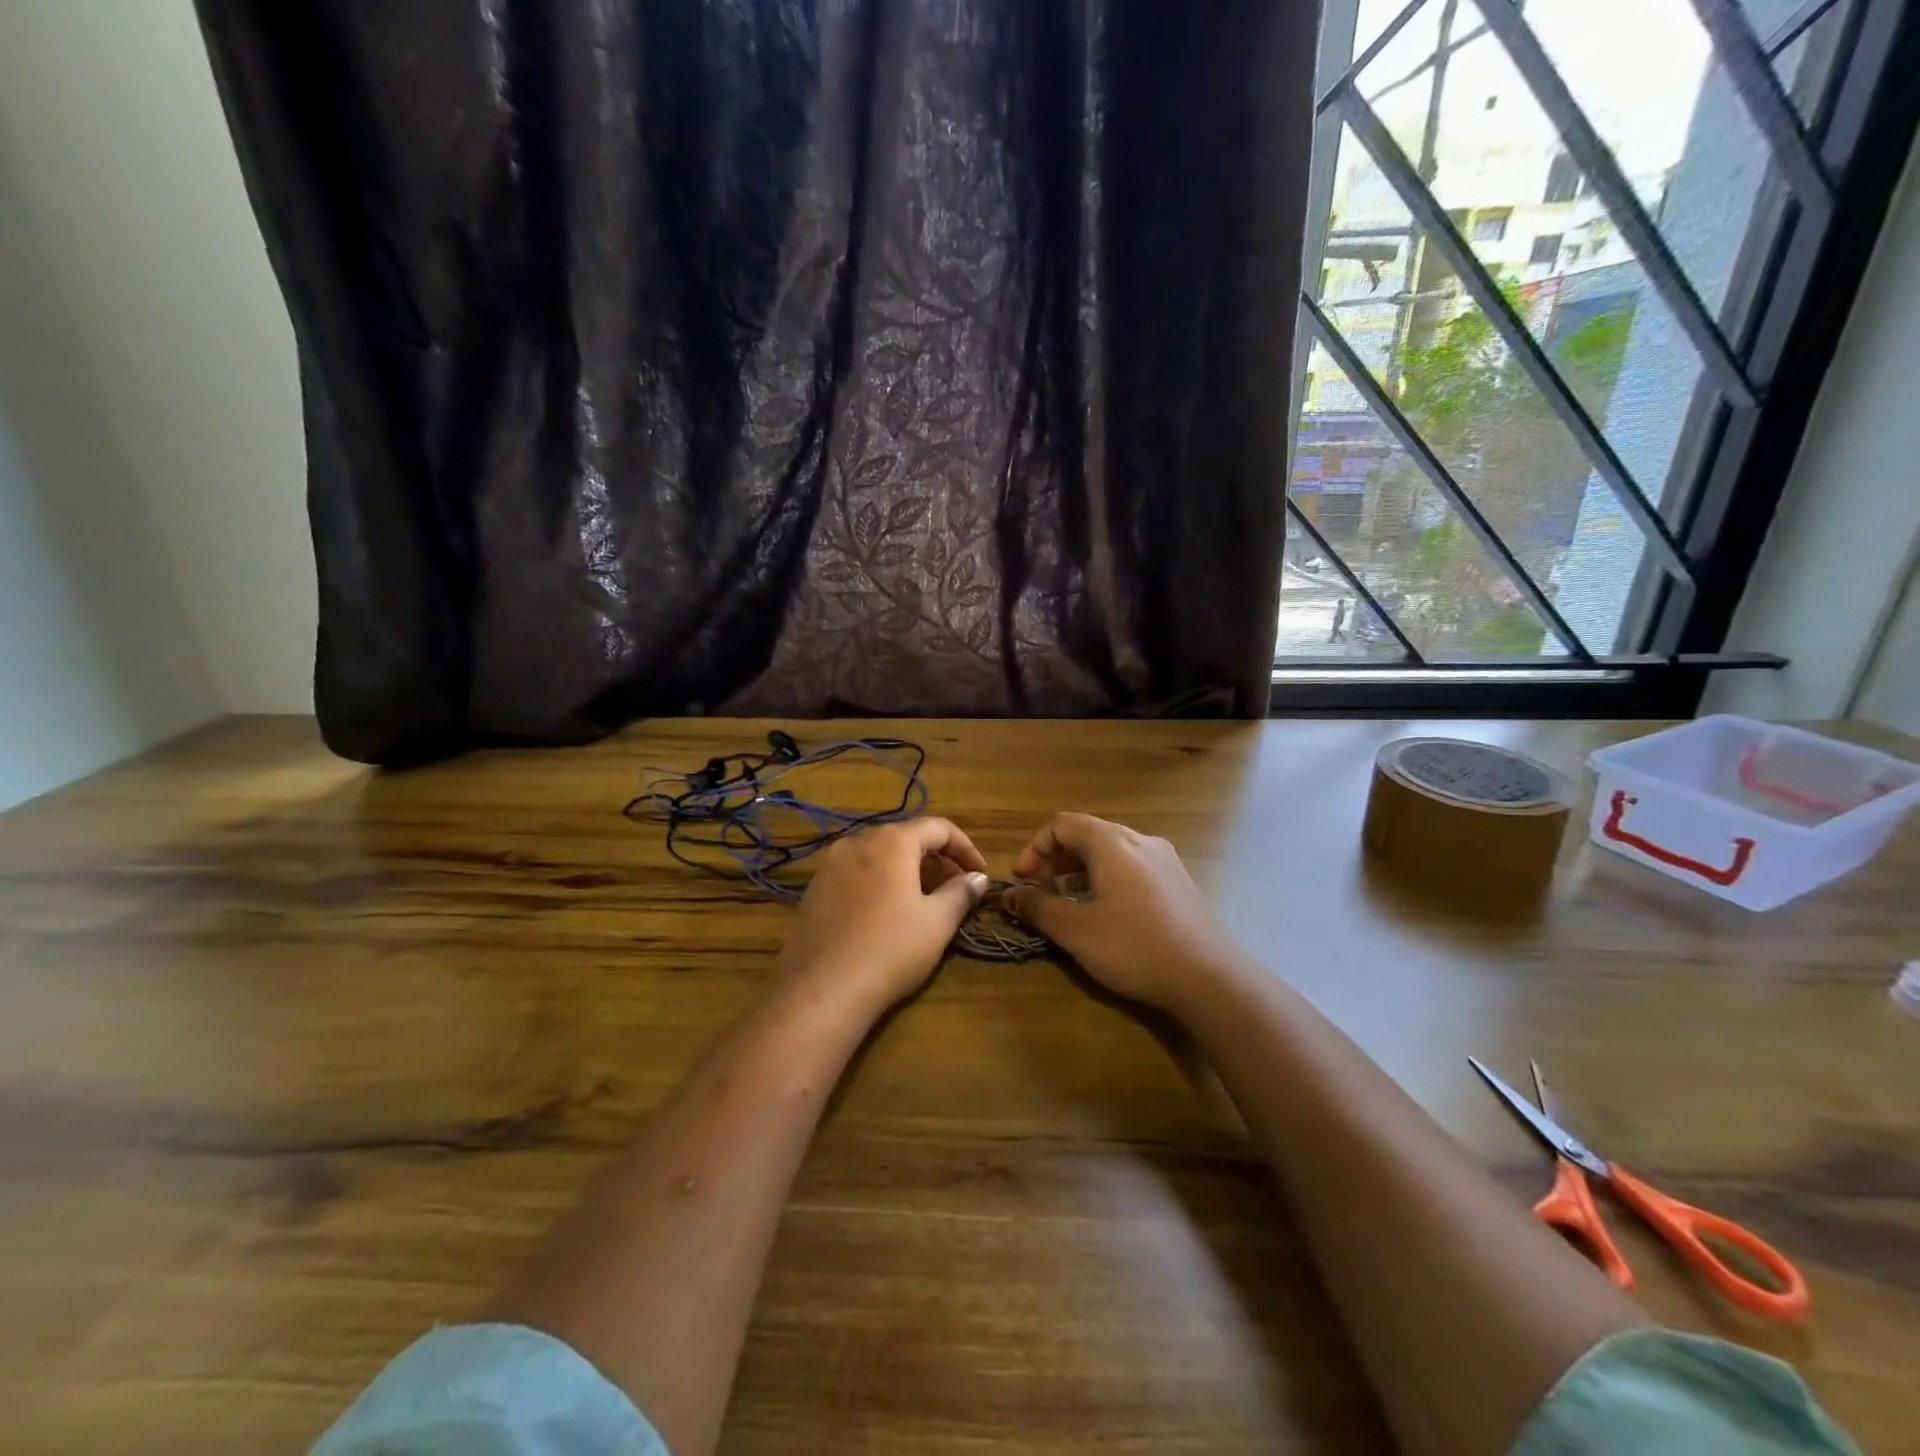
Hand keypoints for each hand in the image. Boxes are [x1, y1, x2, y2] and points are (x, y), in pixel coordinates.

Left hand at [777, 818, 990, 1014]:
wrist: (824, 989)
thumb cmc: (891, 949)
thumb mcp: (937, 922)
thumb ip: (961, 892)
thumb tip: (978, 878)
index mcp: (892, 841)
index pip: (938, 827)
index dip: (965, 848)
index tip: (979, 874)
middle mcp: (857, 842)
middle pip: (905, 838)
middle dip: (935, 860)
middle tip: (954, 890)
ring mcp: (829, 865)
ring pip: (878, 856)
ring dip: (906, 872)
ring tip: (922, 903)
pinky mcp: (813, 891)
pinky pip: (855, 875)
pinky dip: (878, 884)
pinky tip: (885, 916)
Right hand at [1004, 813, 1244, 1011]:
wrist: (1210, 978)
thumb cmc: (1134, 947)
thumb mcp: (1075, 930)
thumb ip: (1038, 907)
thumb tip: (1011, 895)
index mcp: (1112, 842)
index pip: (1062, 825)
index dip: (1034, 849)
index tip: (1022, 881)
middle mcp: (1140, 840)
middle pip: (1087, 835)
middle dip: (1056, 861)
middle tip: (1040, 893)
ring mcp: (1164, 860)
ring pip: (1110, 853)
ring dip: (1080, 873)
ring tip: (1067, 906)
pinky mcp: (1178, 883)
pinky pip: (1132, 868)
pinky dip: (1106, 881)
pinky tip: (1104, 915)